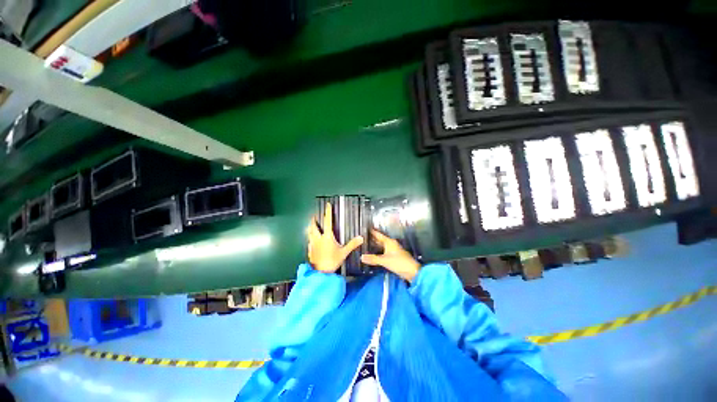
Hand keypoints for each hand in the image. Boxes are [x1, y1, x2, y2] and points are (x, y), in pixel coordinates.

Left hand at [307, 202, 363, 272]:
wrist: (320, 273)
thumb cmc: (332, 261)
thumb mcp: (344, 253)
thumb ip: (352, 244)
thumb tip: (361, 238)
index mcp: (327, 236)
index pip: (327, 221)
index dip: (328, 212)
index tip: (327, 205)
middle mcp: (318, 238)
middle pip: (313, 226)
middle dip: (313, 220)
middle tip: (314, 216)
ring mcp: (312, 244)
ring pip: (309, 233)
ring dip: (310, 228)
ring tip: (312, 226)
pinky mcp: (309, 250)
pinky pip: (309, 241)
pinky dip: (310, 238)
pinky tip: (312, 240)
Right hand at [361, 229, 420, 281]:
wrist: (412, 271)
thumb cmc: (399, 263)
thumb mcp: (384, 261)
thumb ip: (373, 259)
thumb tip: (361, 257)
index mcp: (389, 242)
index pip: (378, 235)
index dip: (372, 231)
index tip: (364, 228)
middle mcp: (391, 244)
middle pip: (380, 240)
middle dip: (372, 238)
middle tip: (362, 237)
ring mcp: (392, 250)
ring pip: (381, 246)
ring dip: (375, 245)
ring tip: (365, 245)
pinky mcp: (393, 256)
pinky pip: (383, 251)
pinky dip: (378, 251)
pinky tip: (373, 254)